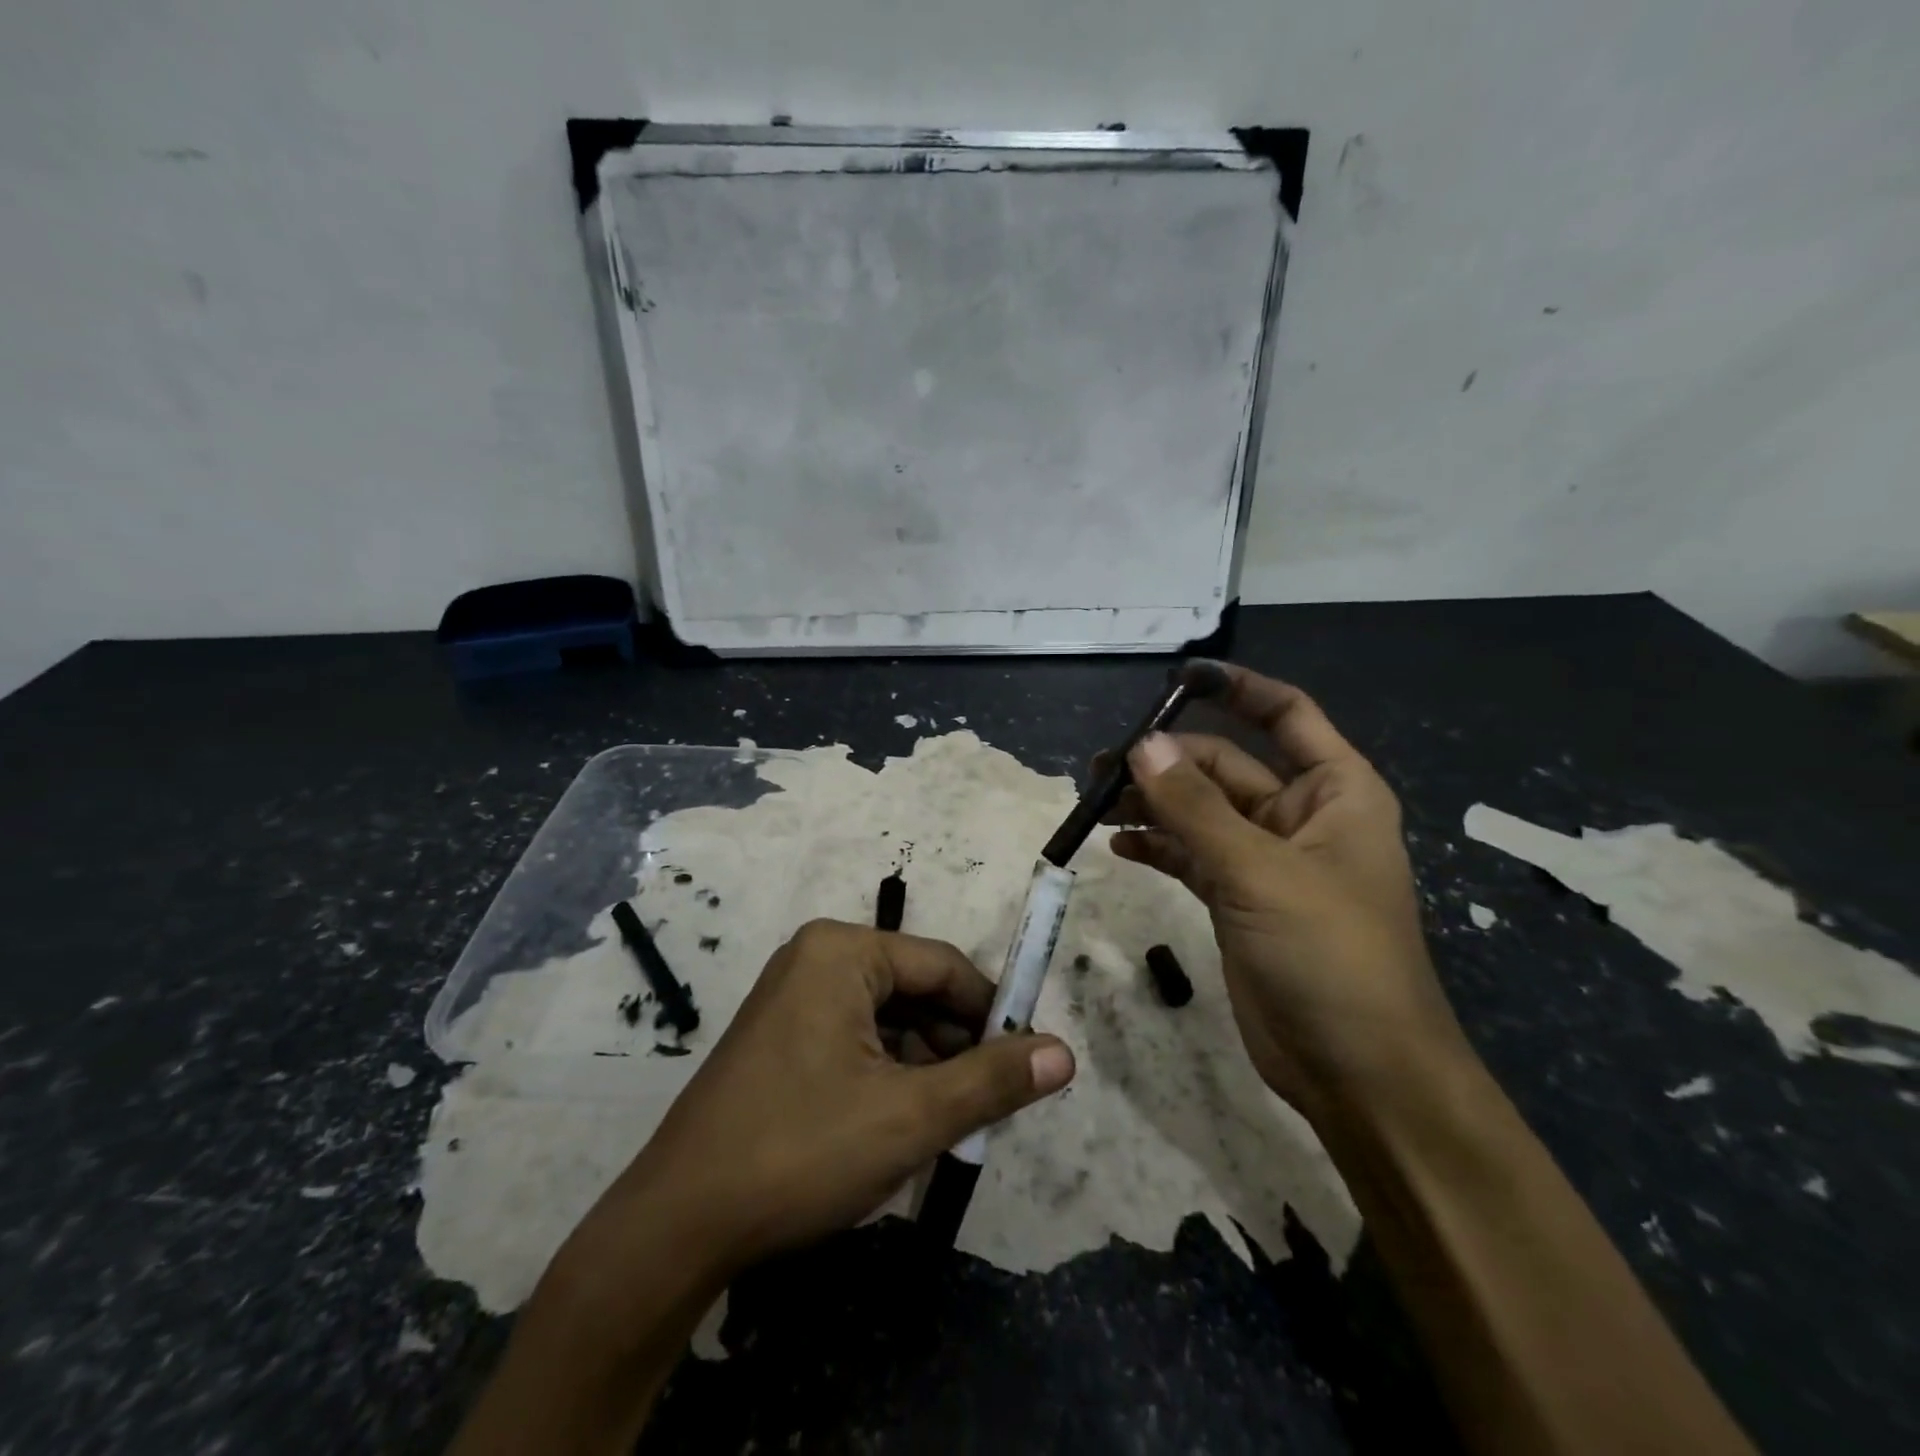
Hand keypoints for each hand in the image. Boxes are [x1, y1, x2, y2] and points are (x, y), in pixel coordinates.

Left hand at [561, 919, 1075, 1294]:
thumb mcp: (910, 1118)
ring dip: (924, 1066)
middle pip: (915, 990)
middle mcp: (816, 958)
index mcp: (843, 951)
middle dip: (955, 1046)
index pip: (944, 966)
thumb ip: (992, 1081)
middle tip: (985, 1107)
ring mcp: (793, 996)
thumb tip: (1064, 1053)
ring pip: (887, 1019)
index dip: (992, 1014)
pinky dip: (887, 1074)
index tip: (1025, 1065)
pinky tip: (898, 1124)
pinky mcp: (781, 1035)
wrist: (677, 1224)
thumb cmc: (800, 1150)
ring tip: (945, 1125)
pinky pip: (855, 1038)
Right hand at [1106, 664, 1468, 1124]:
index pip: (1286, 715)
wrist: (1360, 1073)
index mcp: (1334, 792)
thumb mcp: (1261, 872)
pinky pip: (1191, 855)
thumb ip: (1195, 808)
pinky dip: (1158, 846)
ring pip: (1200, 812)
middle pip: (1225, 766)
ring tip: (1096, 801)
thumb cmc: (1331, 956)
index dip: (1236, 688)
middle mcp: (1300, 817)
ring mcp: (1266, 860)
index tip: (1176, 679)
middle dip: (1167, 762)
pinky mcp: (1237, 900)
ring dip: (1153, 803)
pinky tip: (1119, 844)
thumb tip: (1140, 746)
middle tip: (1101, 766)